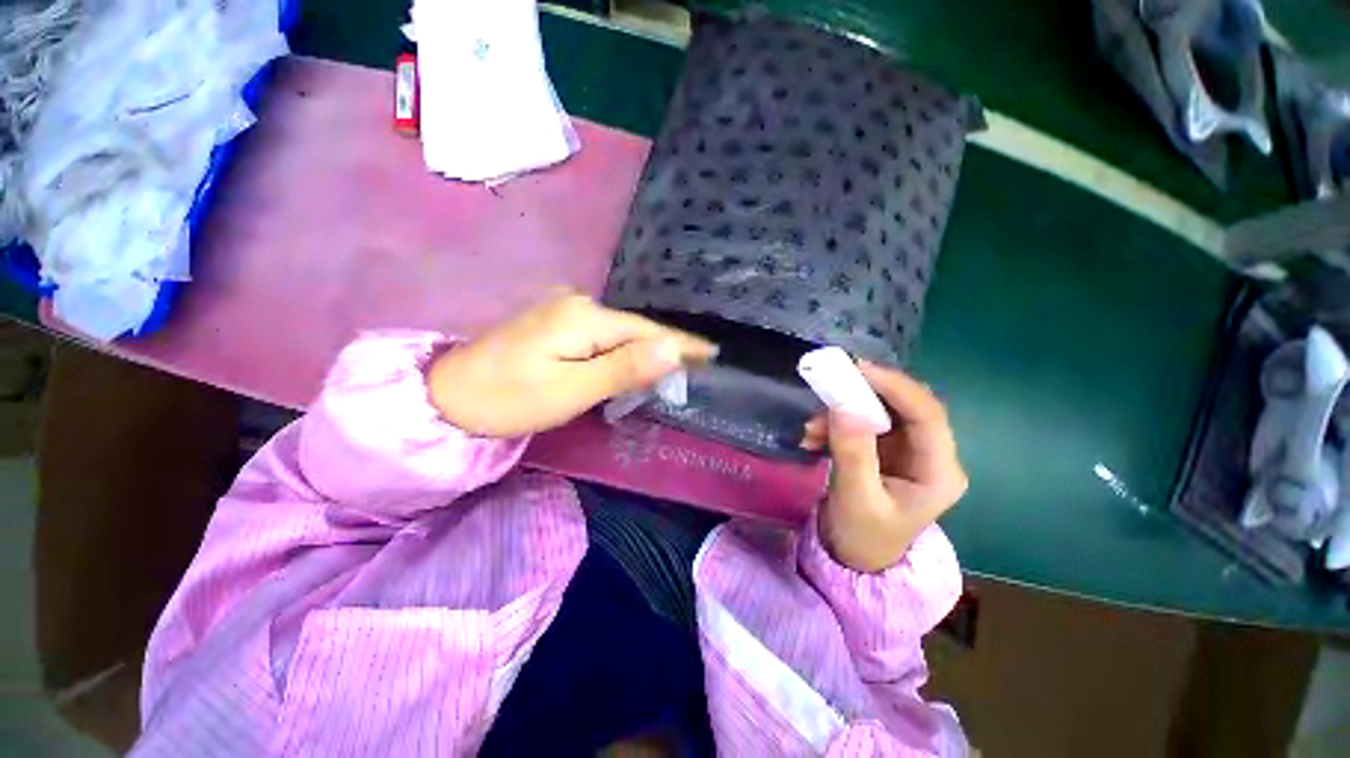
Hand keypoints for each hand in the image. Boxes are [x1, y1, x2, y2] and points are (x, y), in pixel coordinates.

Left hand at [428, 292, 715, 437]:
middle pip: (634, 329)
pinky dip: (621, 351)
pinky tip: (630, 362)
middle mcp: (577, 303)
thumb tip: (671, 348)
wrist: (446, 397)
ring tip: (671, 370)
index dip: (680, 343)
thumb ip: (623, 368)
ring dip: (643, 351)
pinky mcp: (555, 323)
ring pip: (619, 333)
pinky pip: (601, 336)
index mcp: (584, 317)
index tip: (711, 353)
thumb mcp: (571, 390)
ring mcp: (563, 310)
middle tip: (694, 371)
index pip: (647, 330)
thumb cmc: (509, 400)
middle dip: (664, 350)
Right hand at [802, 361, 966, 572]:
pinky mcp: (884, 449)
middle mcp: (930, 455)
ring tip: (811, 428)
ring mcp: (907, 450)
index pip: (927, 415)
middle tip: (831, 386)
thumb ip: (853, 452)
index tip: (858, 370)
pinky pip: (862, 423)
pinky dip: (836, 425)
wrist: (854, 557)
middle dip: (865, 396)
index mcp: (939, 471)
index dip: (895, 387)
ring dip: (843, 413)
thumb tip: (844, 406)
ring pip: (880, 412)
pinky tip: (813, 438)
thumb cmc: (862, 536)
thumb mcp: (856, 498)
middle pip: (904, 407)